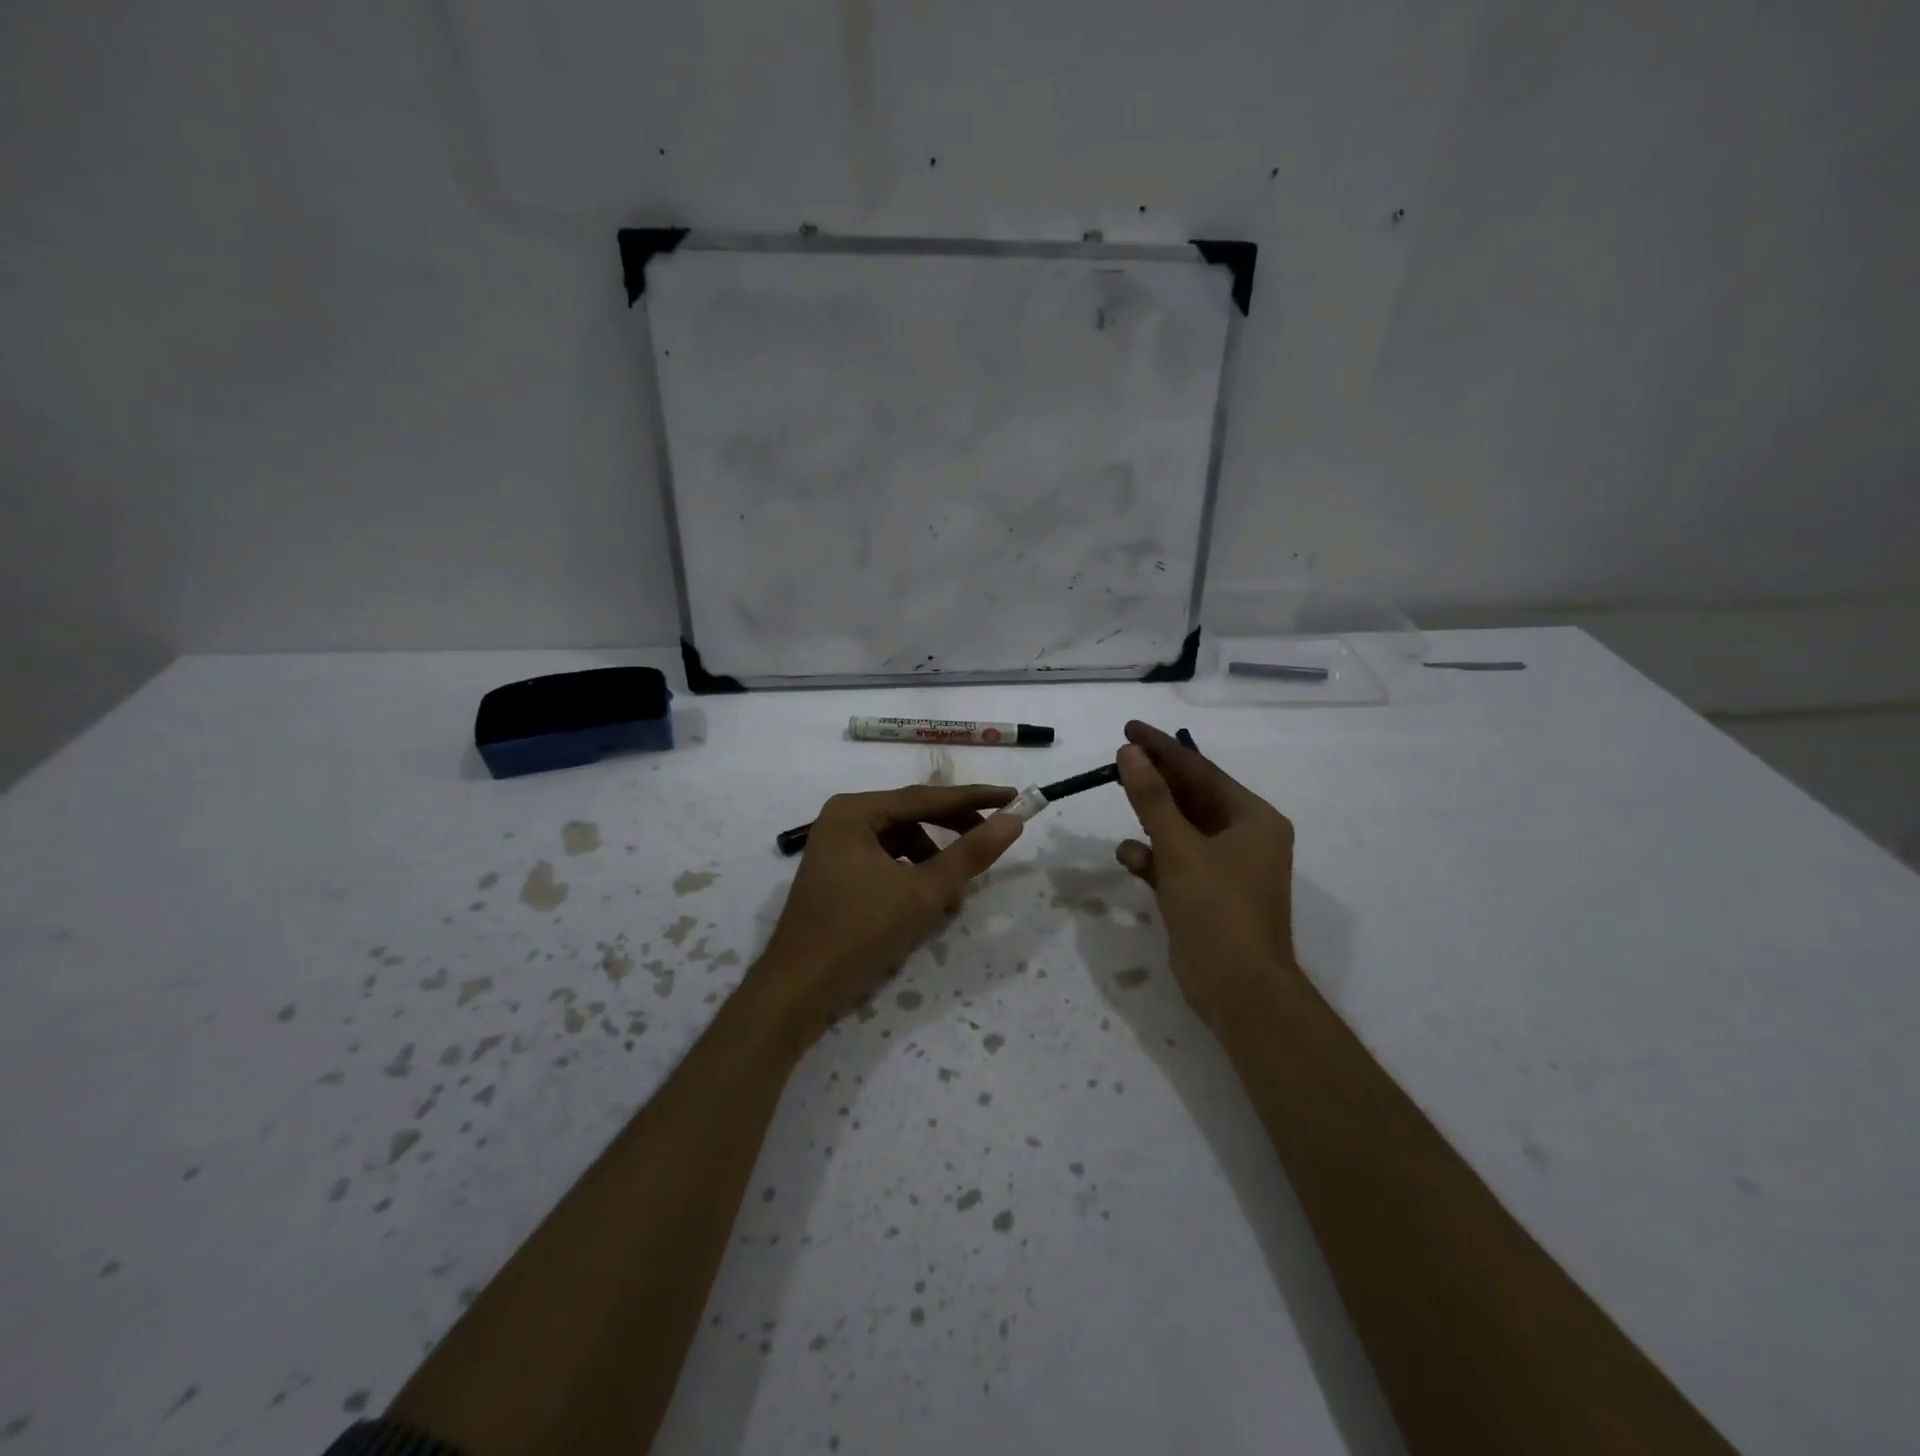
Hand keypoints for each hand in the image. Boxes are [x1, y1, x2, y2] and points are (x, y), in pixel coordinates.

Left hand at [754, 785, 1023, 1042]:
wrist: (799, 990)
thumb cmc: (859, 932)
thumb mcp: (924, 892)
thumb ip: (970, 854)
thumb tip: (1014, 820)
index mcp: (856, 811)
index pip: (926, 797)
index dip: (974, 799)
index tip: (1013, 797)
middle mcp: (844, 820)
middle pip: (912, 816)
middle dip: (953, 833)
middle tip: (992, 841)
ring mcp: (838, 848)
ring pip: (902, 843)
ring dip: (933, 863)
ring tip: (954, 896)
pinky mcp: (839, 875)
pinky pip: (887, 863)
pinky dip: (912, 878)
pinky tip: (929, 905)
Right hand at [1114, 720, 1299, 1023]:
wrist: (1239, 990)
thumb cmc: (1217, 909)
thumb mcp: (1180, 848)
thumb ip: (1152, 799)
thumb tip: (1131, 753)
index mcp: (1252, 818)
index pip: (1200, 770)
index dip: (1162, 747)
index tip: (1128, 729)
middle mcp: (1245, 836)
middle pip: (1191, 796)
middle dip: (1154, 781)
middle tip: (1118, 758)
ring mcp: (1227, 867)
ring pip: (1181, 829)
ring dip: (1151, 820)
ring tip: (1119, 802)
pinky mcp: (1208, 893)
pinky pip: (1177, 861)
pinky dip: (1154, 857)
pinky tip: (1130, 858)